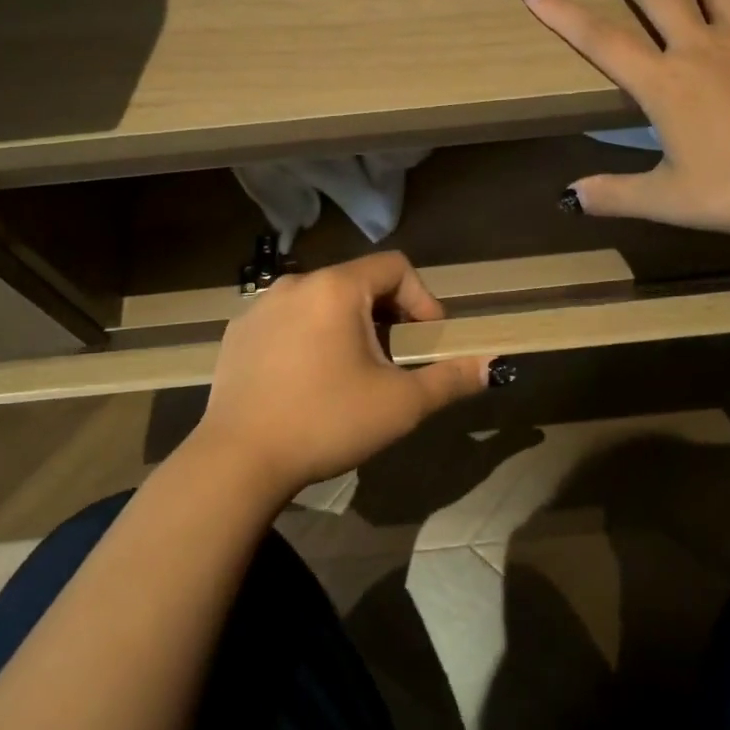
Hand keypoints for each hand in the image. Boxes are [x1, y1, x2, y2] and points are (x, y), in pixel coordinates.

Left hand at [191, 252, 495, 501]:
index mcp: (336, 288)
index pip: (394, 267)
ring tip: (352, 372)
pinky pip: (287, 321)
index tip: (428, 339)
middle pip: (357, 283)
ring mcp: (259, 307)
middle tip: (394, 360)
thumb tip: (492, 366)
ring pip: (321, 302)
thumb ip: (450, 379)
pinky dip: (309, 337)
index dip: (422, 298)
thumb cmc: (326, 422)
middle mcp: (295, 284)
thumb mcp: (399, 404)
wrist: (237, 462)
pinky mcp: (238, 333)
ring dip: (347, 326)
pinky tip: (307, 380)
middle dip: (386, 316)